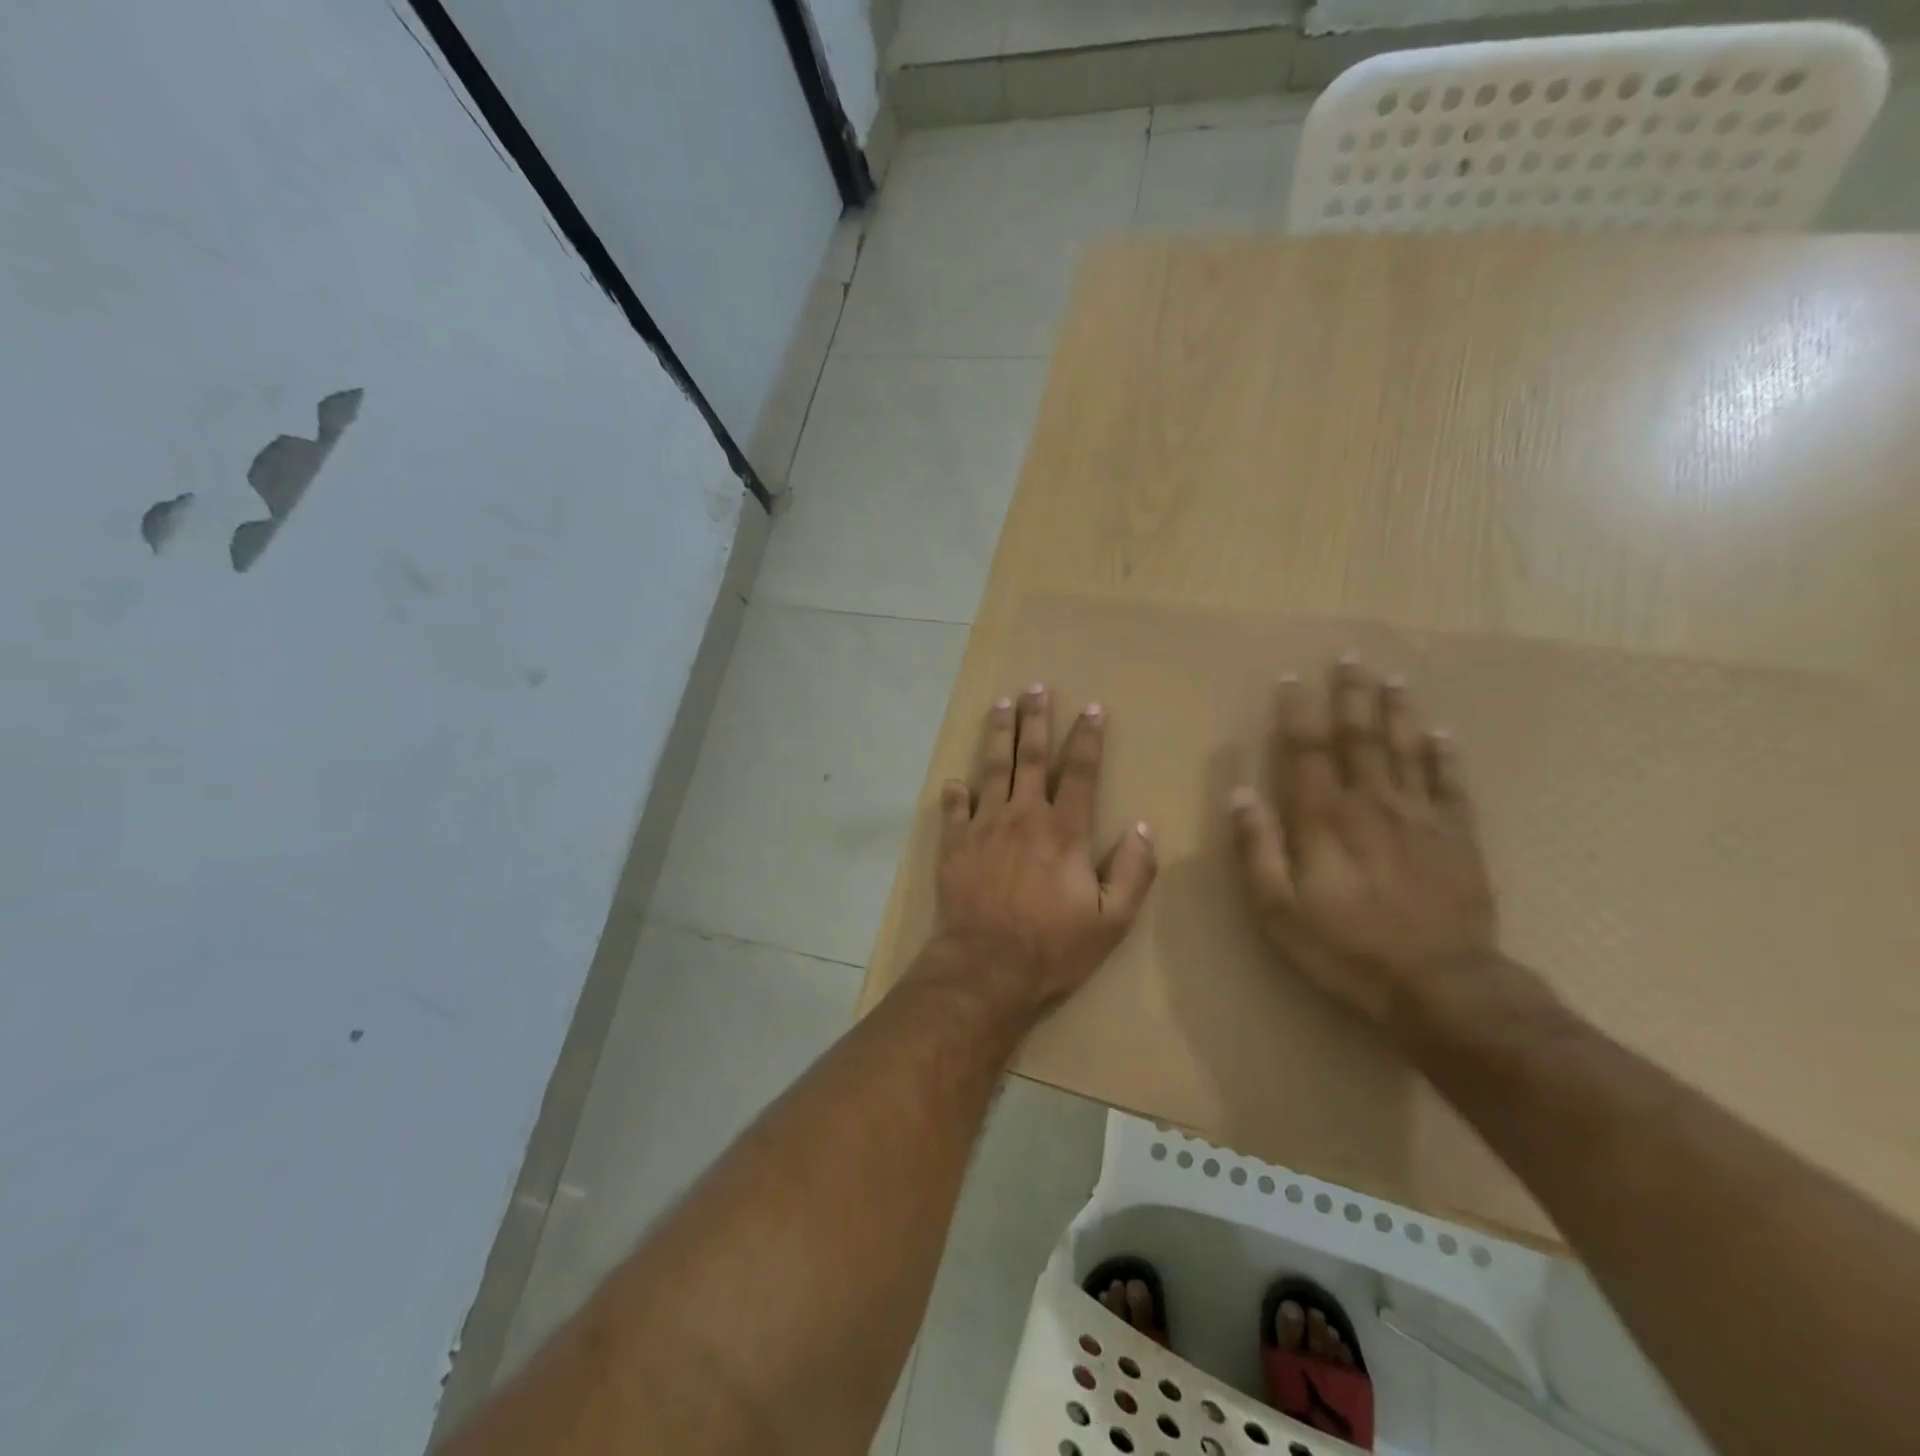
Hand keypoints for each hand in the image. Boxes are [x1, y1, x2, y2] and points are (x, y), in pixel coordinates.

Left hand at [930, 686, 1156, 1018]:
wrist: (986, 968)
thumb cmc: (1053, 947)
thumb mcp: (1111, 920)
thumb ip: (1133, 872)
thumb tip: (1143, 828)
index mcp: (1064, 831)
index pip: (1080, 772)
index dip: (1088, 738)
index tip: (1092, 708)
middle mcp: (1023, 816)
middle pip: (1030, 757)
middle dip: (1035, 719)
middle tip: (1035, 688)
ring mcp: (984, 827)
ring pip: (991, 769)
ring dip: (997, 734)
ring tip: (1000, 705)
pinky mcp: (954, 845)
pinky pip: (953, 808)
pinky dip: (954, 792)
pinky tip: (954, 780)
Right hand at [1228, 657, 1495, 1028]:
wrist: (1441, 986)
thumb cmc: (1346, 949)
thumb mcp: (1278, 909)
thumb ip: (1257, 849)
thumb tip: (1240, 793)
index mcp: (1324, 819)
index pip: (1307, 751)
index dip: (1298, 713)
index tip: (1293, 679)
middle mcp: (1372, 804)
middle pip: (1361, 738)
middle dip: (1352, 696)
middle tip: (1351, 657)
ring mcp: (1421, 817)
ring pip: (1407, 750)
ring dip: (1398, 711)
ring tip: (1393, 678)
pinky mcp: (1458, 837)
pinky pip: (1450, 784)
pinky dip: (1445, 755)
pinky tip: (1443, 733)